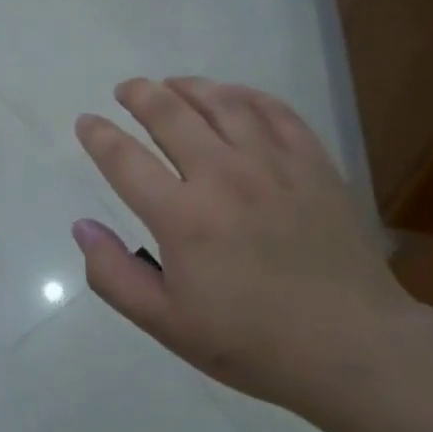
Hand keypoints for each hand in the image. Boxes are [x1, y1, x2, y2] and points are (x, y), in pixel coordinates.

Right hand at [71, 77, 424, 418]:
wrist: (351, 347)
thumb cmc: (251, 341)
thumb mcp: (166, 324)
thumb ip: (114, 275)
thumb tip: (82, 226)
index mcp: (182, 217)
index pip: (124, 159)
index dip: (98, 135)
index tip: (86, 122)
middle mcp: (222, 176)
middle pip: (170, 113)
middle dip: (140, 94)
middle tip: (126, 89)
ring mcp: (272, 164)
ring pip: (221, 102)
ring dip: (189, 86)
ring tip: (172, 85)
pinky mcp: (311, 163)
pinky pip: (274, 111)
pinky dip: (246, 95)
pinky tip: (233, 96)